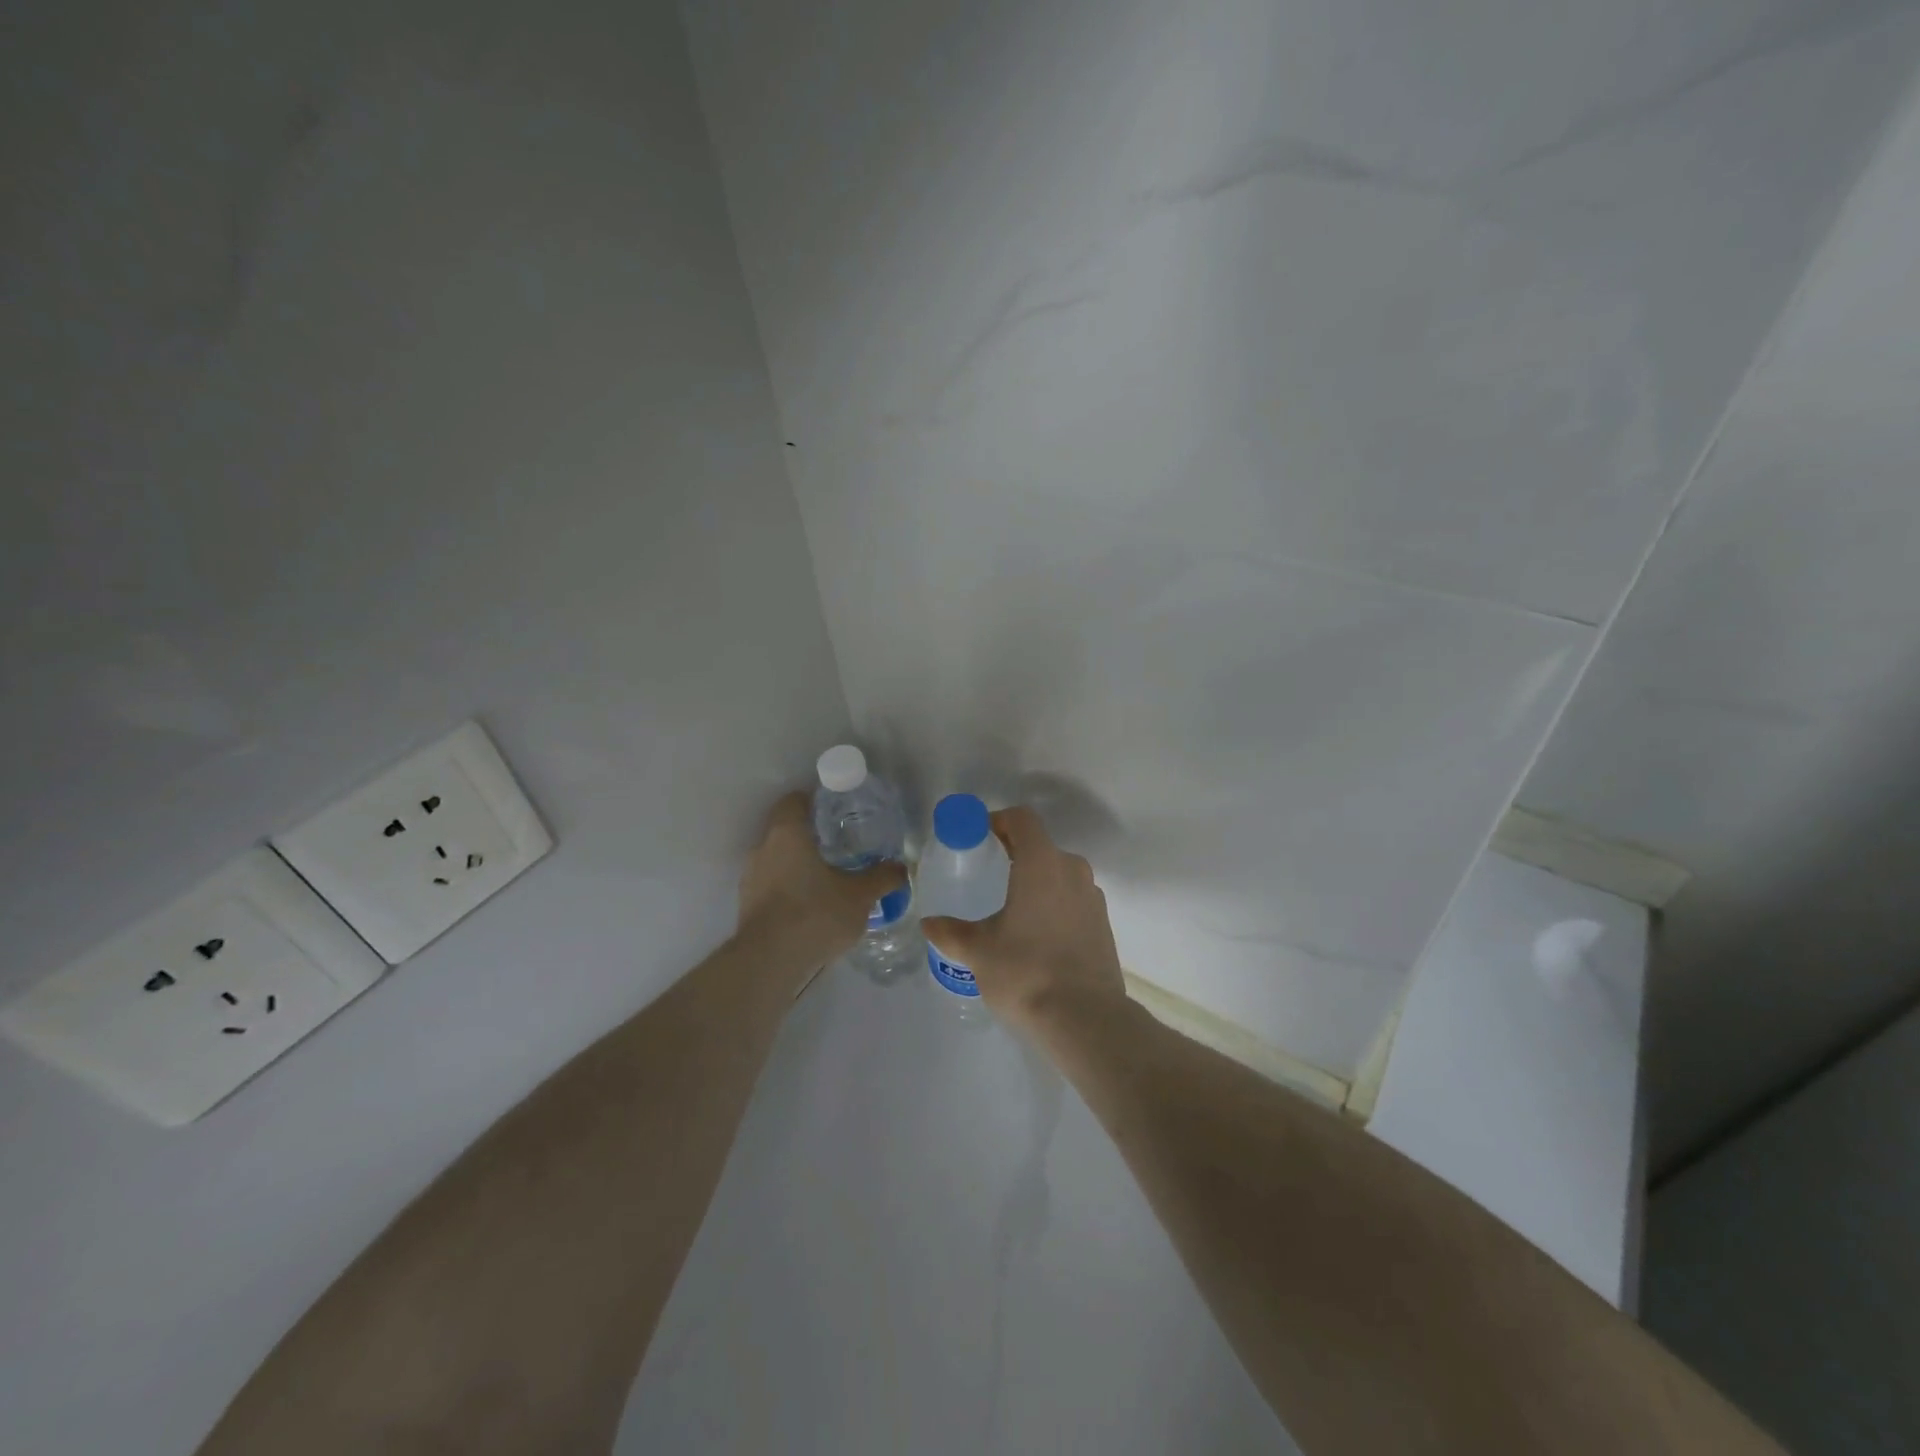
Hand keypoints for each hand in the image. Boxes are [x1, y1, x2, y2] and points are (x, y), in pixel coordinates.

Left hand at [736, 792, 906, 981]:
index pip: (793, 801)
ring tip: (827, 880)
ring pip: (777, 860)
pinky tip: (810, 907)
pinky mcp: (747, 906)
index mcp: (787, 833)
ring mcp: (750, 878)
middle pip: (785, 830)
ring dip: (797, 865)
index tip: (835, 811)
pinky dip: (788, 889)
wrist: (770, 961)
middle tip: (839, 847)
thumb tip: (901, 868)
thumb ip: (881, 877)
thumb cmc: (815, 913)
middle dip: (810, 836)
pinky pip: (771, 886)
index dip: (813, 802)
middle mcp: (762, 848)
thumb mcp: (859, 895)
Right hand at [921, 806, 1127, 1037]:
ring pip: (1060, 873)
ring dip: (1036, 881)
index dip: (998, 821)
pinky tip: (1037, 935)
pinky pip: (1073, 899)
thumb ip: (951, 932)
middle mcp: (1072, 870)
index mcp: (1041, 863)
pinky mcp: (1103, 924)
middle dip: (1014, 853)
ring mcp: (1093, 897)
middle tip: (988, 874)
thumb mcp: (978, 951)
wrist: (1085, 1019)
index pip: (1022, 819)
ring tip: (1011, 908)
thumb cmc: (1025, 972)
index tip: (978, 837)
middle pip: (1041, 846)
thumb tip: (928, 924)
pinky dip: (1054, 904)